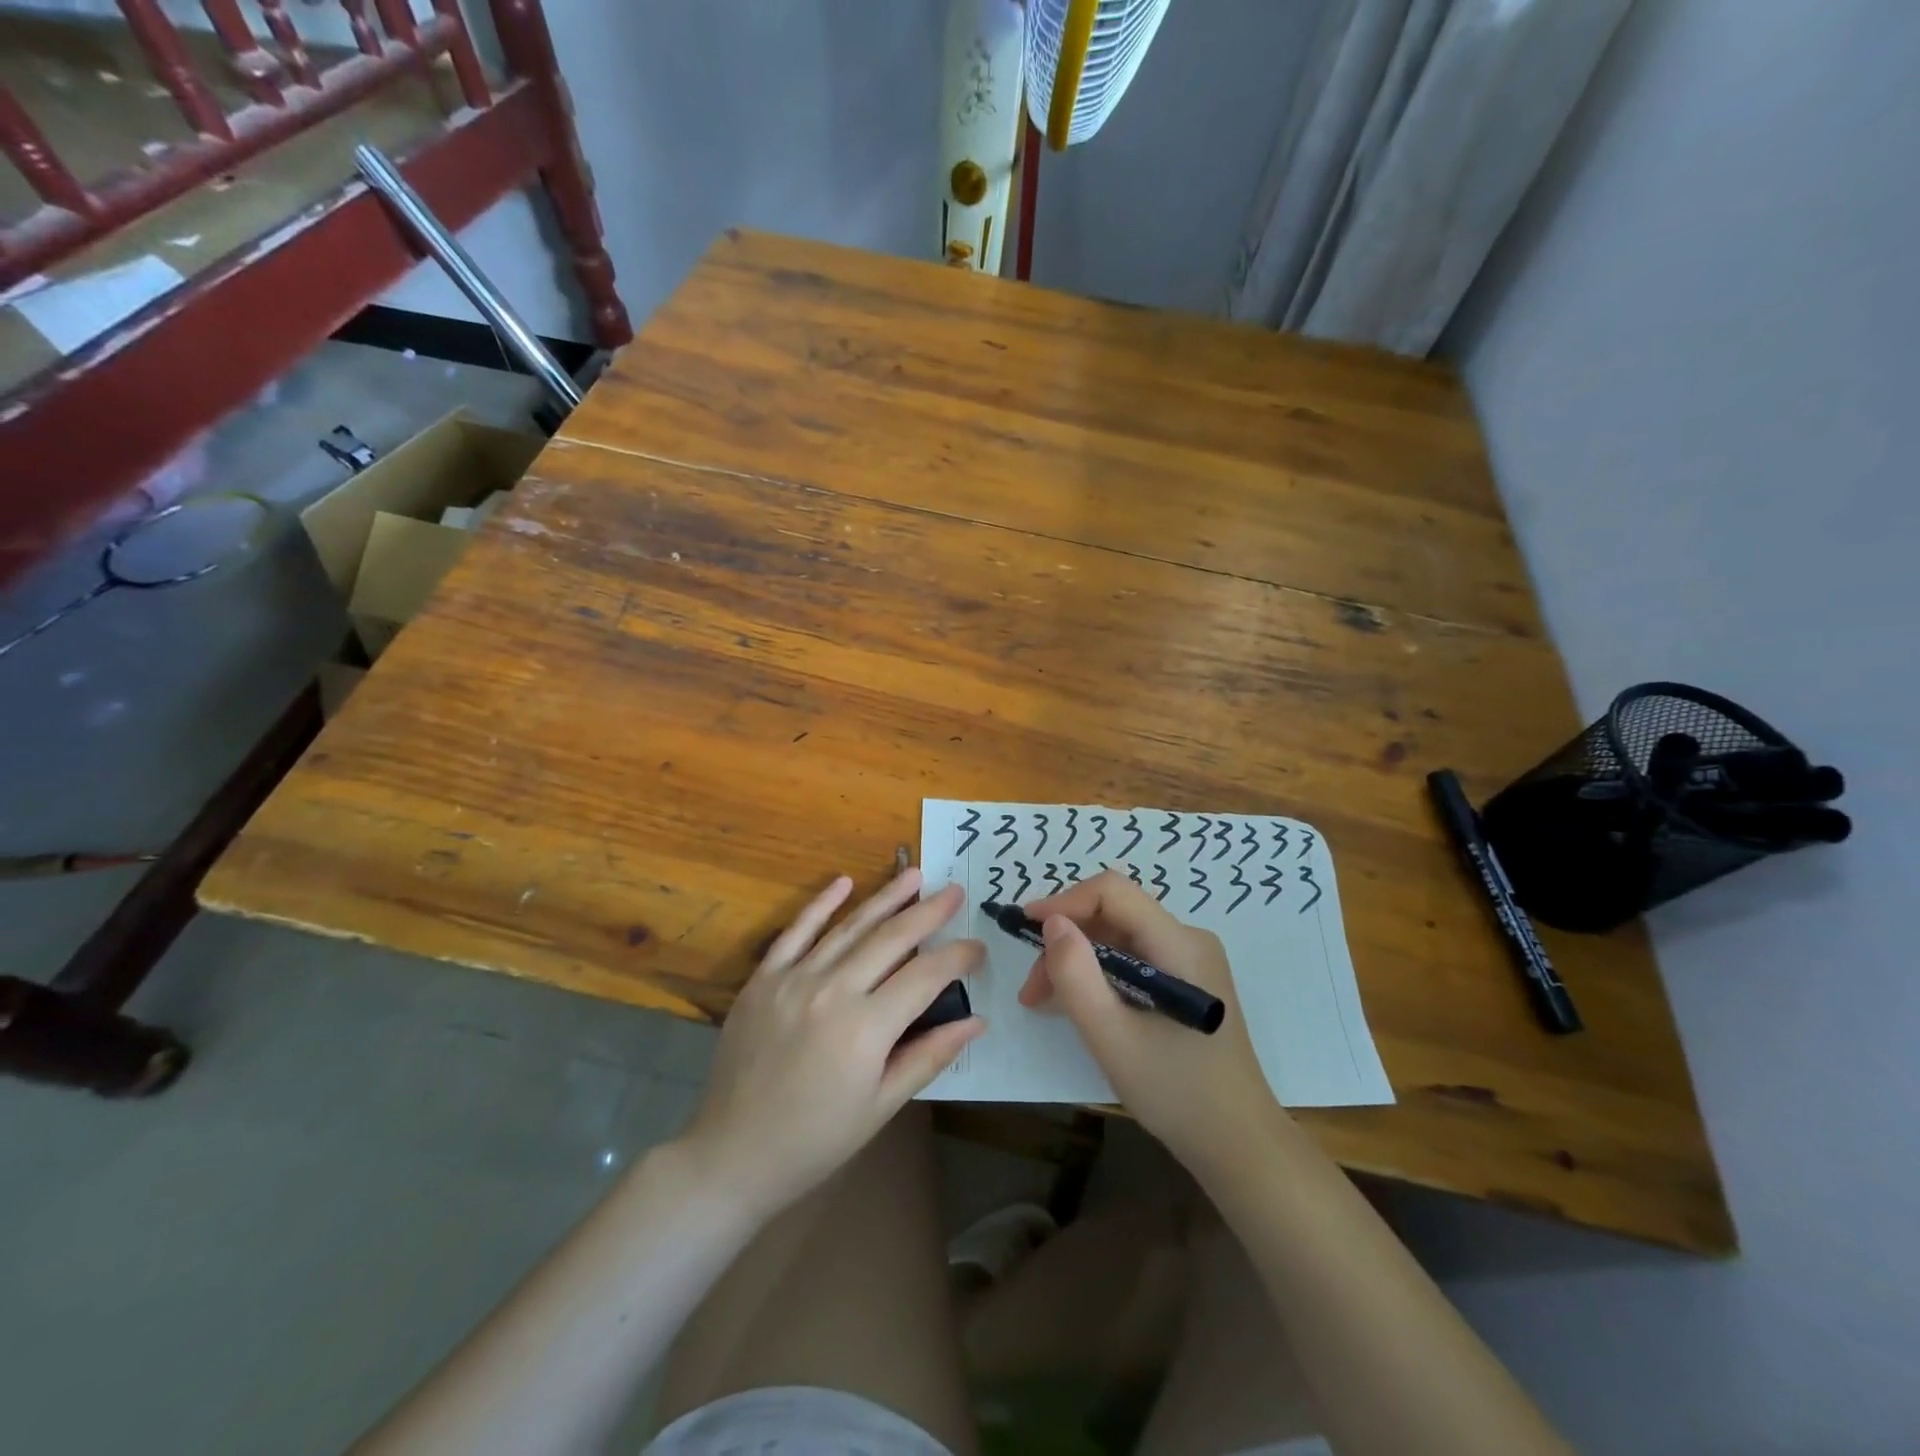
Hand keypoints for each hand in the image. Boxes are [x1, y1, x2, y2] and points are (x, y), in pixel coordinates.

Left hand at [681, 869, 984, 1216]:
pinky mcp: (763, 979)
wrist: (732, 1154)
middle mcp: (832, 990)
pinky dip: (820, 904)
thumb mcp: (881, 1106)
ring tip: (913, 874)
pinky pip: (796, 931)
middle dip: (928, 912)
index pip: (925, 976)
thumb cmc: (816, 1140)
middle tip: (955, 891)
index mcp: (866, 1028)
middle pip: (891, 938)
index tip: (978, 946)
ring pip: (849, 927)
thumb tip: (977, 1020)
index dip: (957, 957)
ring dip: (885, 897)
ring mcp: (793, 979)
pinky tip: (843, 882)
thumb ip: (929, 1055)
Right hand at [1020, 870, 1276, 1169]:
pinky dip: (1099, 974)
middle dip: (1066, 941)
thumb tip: (1052, 923)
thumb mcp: (1112, 1037)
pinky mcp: (1186, 983)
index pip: (1113, 892)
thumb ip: (1077, 976)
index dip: (1064, 901)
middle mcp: (1188, 940)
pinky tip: (1078, 1004)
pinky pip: (1133, 959)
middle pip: (1114, 914)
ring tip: (1044, 1001)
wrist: (1239, 1147)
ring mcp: (1191, 962)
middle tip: (1032, 989)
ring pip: (1119, 937)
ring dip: (1078, 960)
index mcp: (1179, 944)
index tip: (1024, 928)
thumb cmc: (1177, 1093)